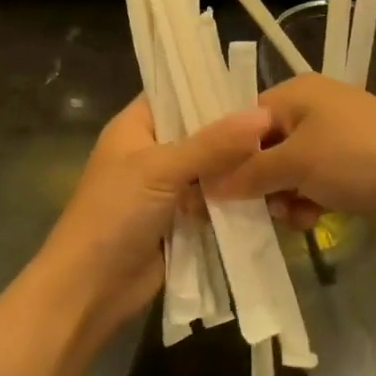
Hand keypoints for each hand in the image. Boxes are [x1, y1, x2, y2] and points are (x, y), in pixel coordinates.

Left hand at [33, 96, 270, 341]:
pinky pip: (214, 201)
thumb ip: (213, 144)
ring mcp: (167, 188)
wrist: (89, 290)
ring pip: (212, 169)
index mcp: (136, 126)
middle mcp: (153, 151)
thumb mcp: (161, 170)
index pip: (176, 92)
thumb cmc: (114, 214)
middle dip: (235, 132)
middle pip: (200, 132)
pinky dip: (236, 199)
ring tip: (286, 155)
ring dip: (239, 168)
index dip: (212, 87)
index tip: (257, 85)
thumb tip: (264, 114)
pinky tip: (273, 191)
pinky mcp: (181, 220)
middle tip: (284, 123)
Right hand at [211, 74, 375, 234]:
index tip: (208, 191)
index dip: (225, 156)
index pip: (243, 120)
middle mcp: (312, 110)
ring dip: (282, 197)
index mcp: (296, 93)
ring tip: (291, 216)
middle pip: (263, 148)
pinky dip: (307, 202)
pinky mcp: (350, 169)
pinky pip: (312, 185)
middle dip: (256, 182)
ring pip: (286, 172)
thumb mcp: (297, 162)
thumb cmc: (358, 158)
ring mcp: (334, 140)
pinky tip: (311, 220)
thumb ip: (249, 173)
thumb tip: (207, 186)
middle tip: (250, 212)